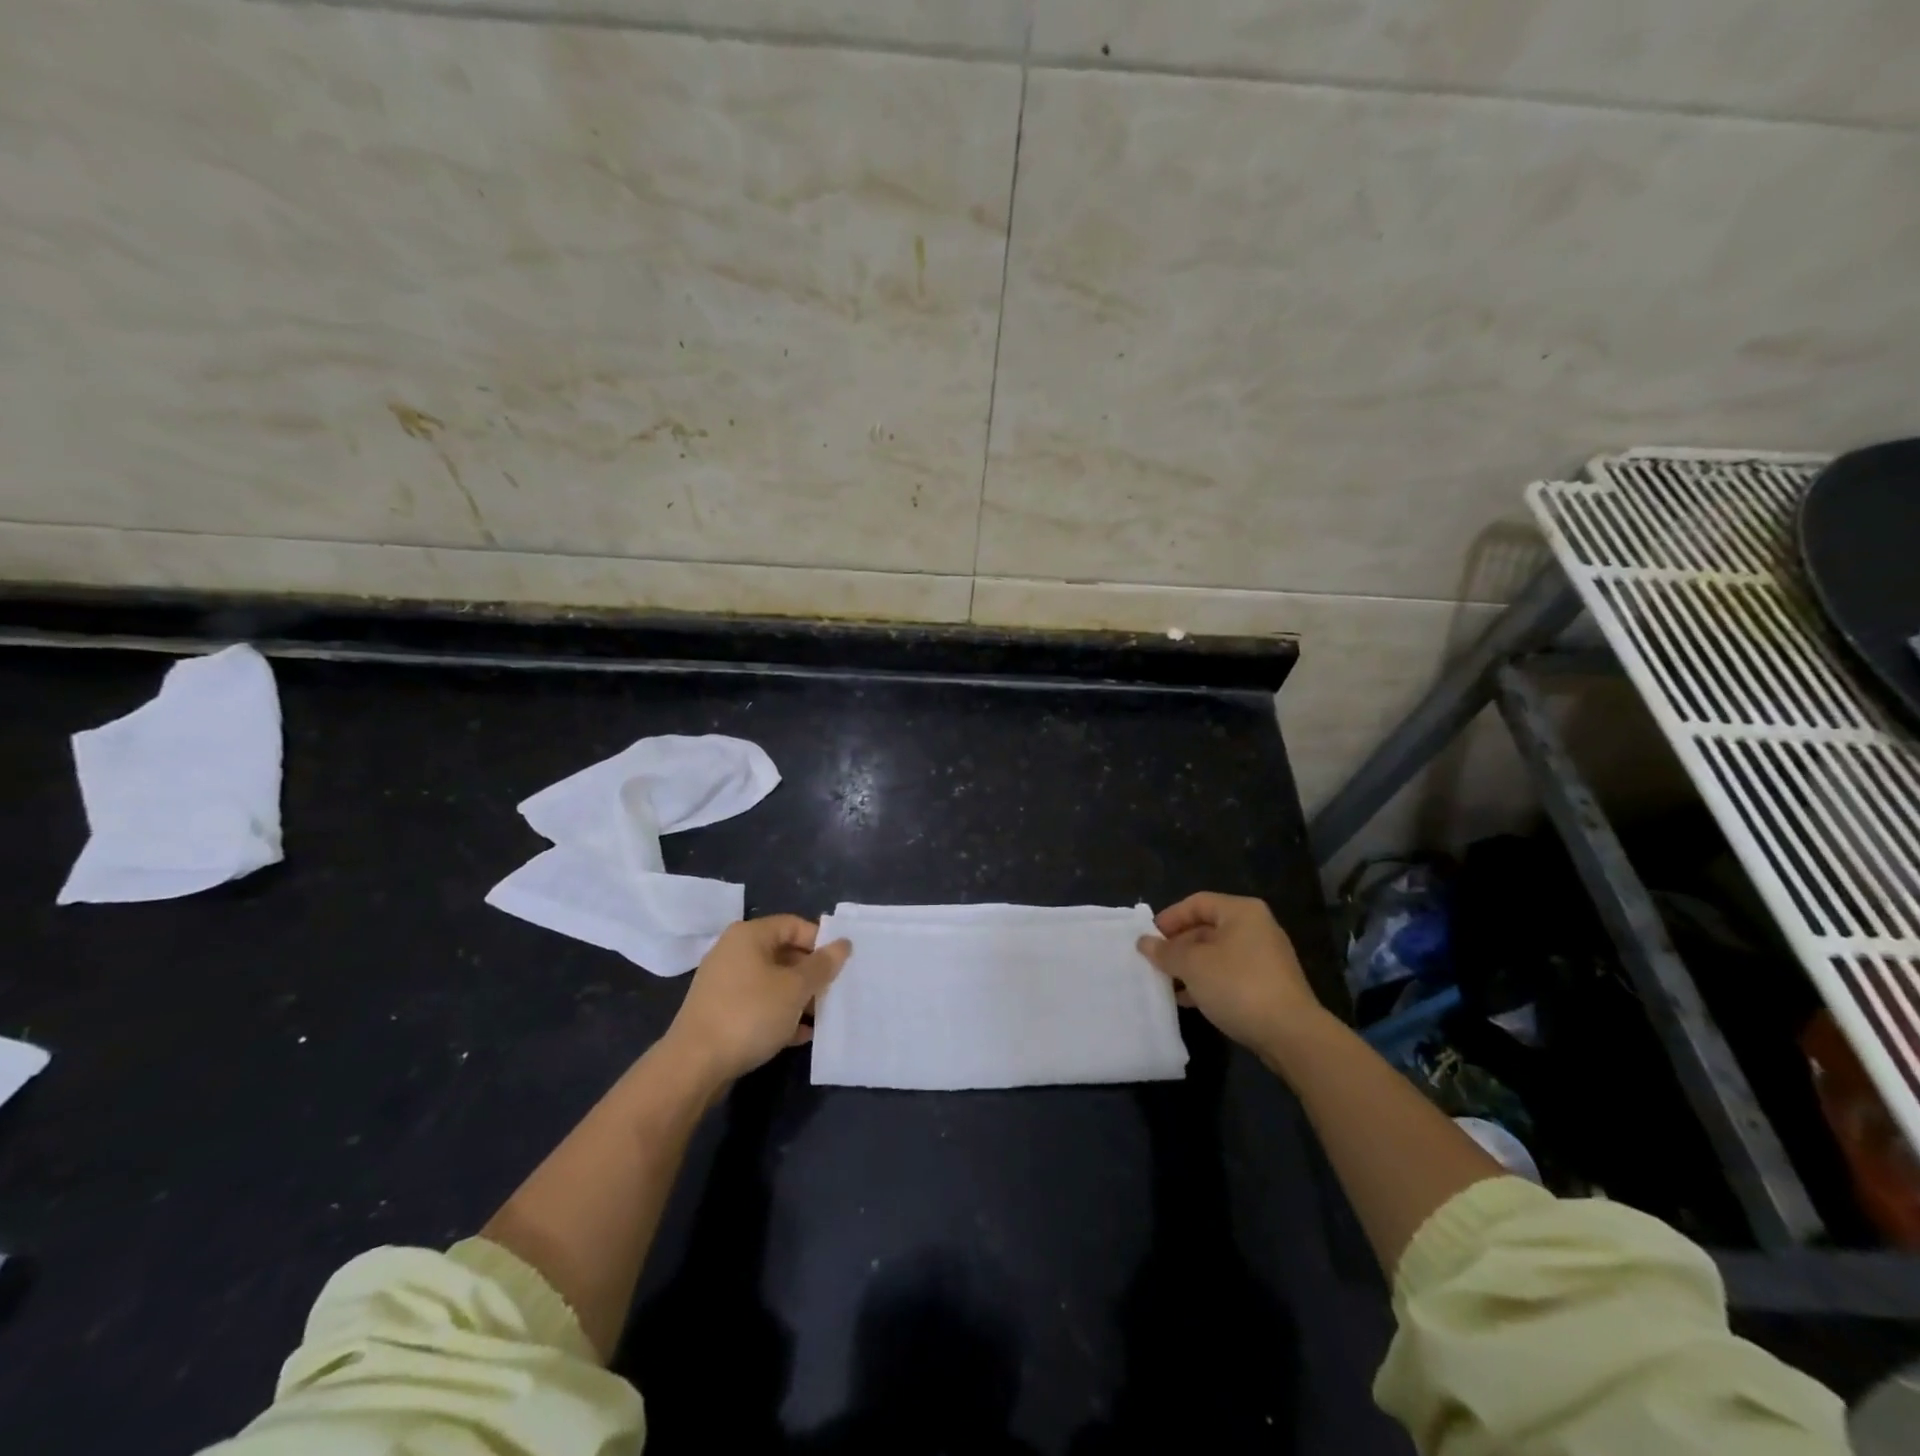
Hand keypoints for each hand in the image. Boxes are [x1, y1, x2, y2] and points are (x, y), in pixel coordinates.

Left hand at [663, 915, 851, 1086]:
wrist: (694, 1065)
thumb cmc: (749, 1014)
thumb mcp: (795, 988)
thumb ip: (822, 965)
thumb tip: (844, 943)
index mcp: (749, 935)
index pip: (794, 925)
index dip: (820, 942)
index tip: (840, 965)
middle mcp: (733, 952)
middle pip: (783, 953)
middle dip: (811, 974)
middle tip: (833, 992)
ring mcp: (724, 982)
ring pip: (772, 981)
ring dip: (798, 997)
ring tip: (820, 1017)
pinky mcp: (720, 1011)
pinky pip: (758, 1003)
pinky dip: (779, 1014)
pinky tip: (800, 1035)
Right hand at [1136, 892, 1324, 1057]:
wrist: (1291, 1035)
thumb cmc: (1238, 985)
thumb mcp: (1193, 965)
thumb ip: (1165, 951)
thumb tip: (1143, 942)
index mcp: (1241, 912)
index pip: (1196, 903)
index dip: (1169, 918)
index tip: (1148, 939)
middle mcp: (1256, 928)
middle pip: (1206, 928)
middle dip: (1178, 946)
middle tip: (1154, 963)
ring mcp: (1265, 958)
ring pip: (1216, 954)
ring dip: (1190, 967)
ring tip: (1166, 984)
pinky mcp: (1268, 985)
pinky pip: (1229, 974)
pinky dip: (1207, 982)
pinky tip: (1189, 1000)